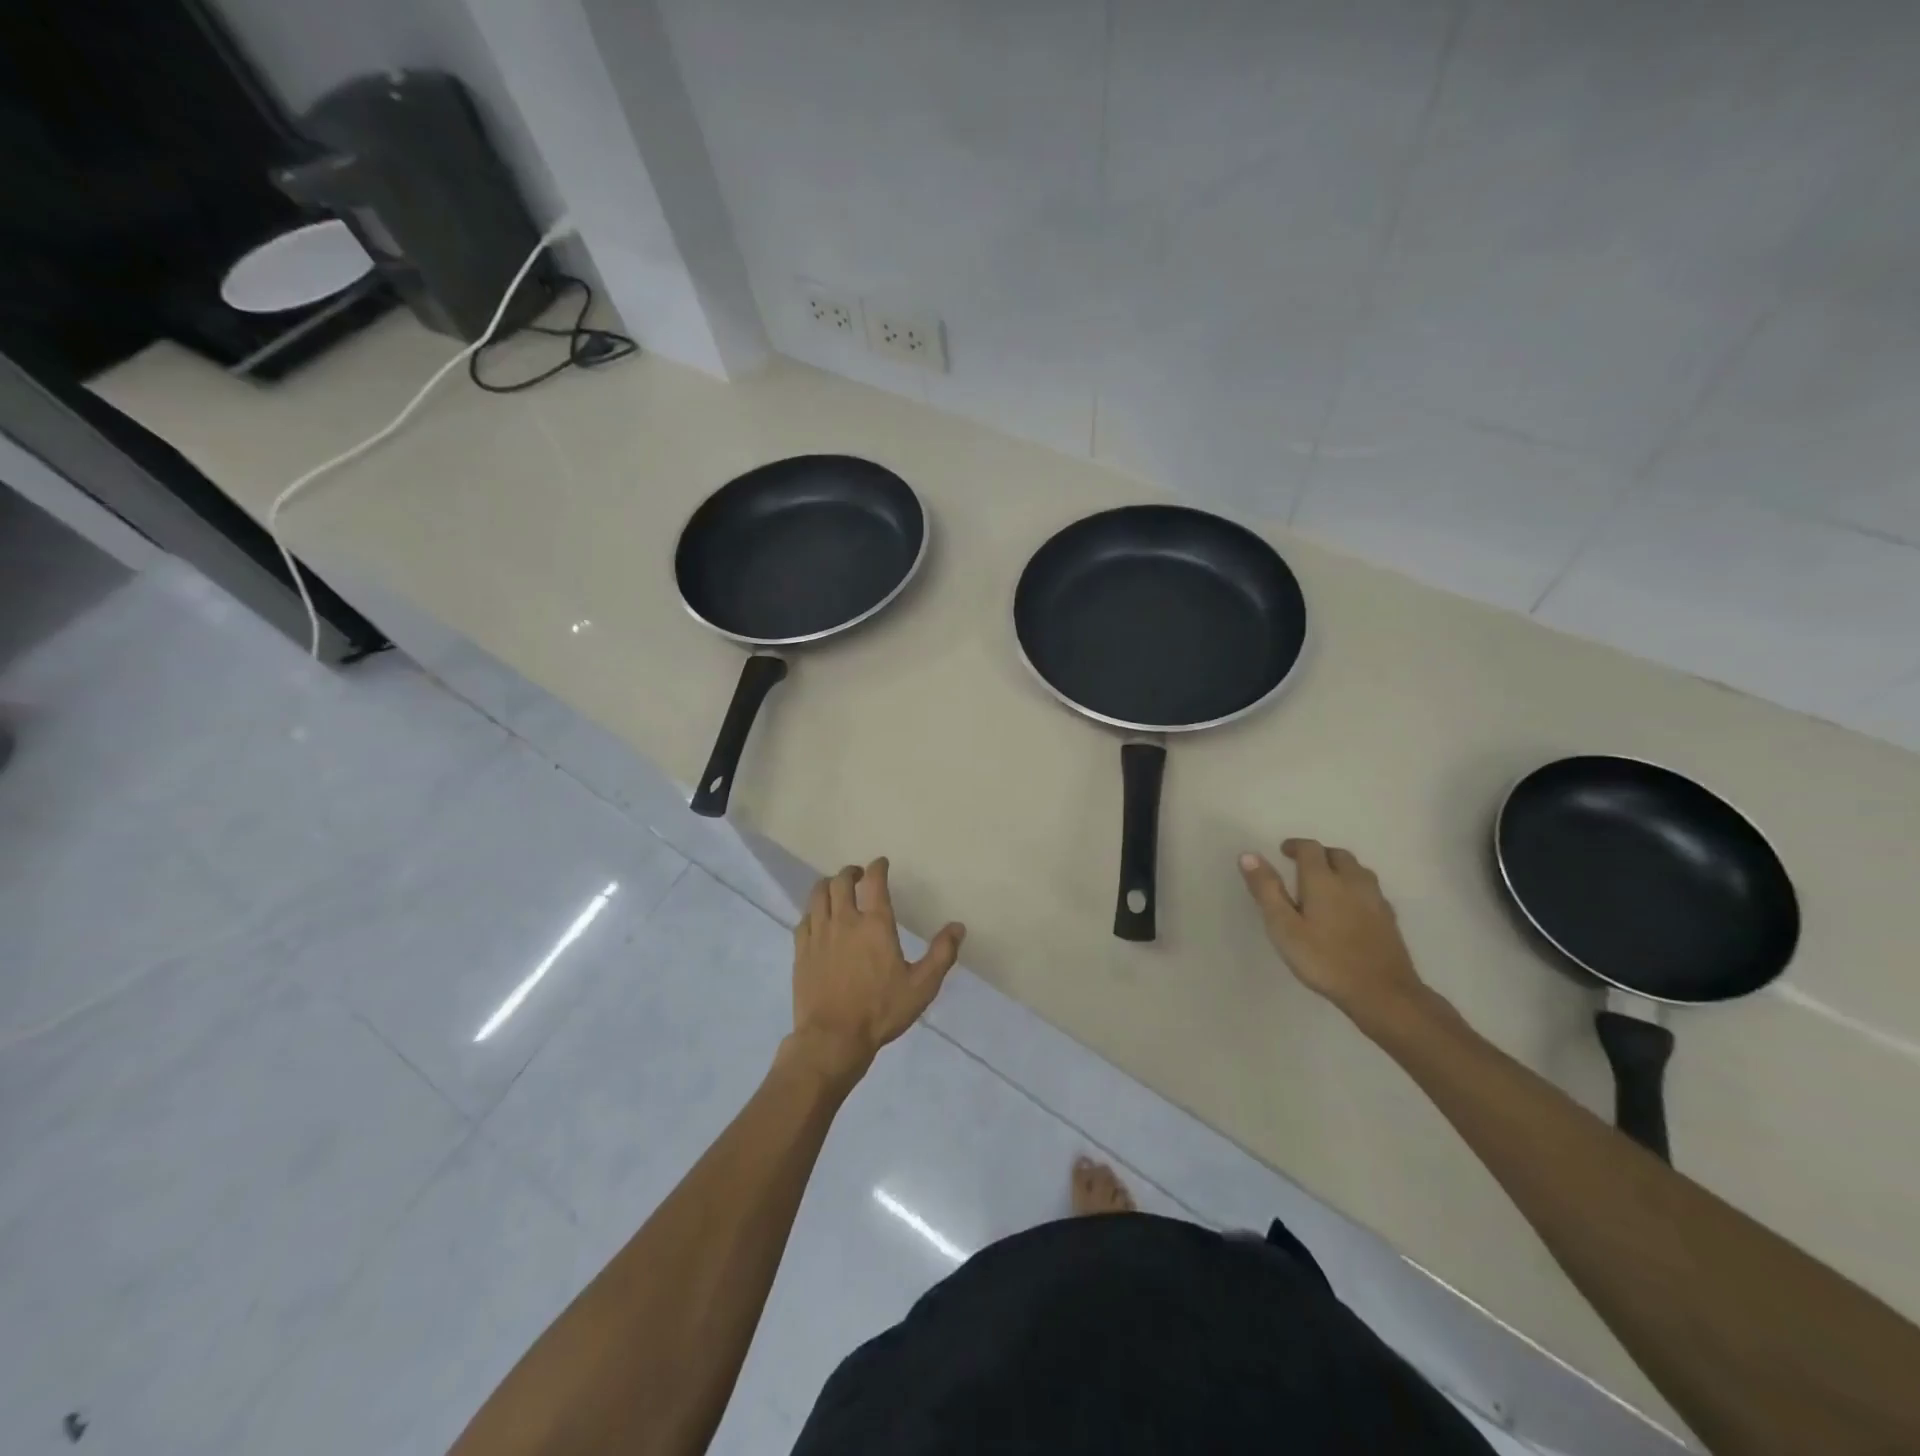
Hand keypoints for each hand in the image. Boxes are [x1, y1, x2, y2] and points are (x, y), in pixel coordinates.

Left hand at [785, 858, 964, 1084]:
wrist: (833, 1038)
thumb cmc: (881, 1011)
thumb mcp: (922, 986)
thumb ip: (941, 954)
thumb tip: (958, 927)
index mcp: (875, 924)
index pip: (874, 882)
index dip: (878, 867)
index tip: (881, 863)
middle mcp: (844, 921)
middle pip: (841, 881)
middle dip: (851, 873)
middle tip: (858, 876)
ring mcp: (819, 934)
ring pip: (818, 895)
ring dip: (828, 885)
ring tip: (836, 889)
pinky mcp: (801, 951)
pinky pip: (804, 919)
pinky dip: (813, 911)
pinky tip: (817, 918)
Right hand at [1239, 839, 1428, 1026]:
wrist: (1382, 993)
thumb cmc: (1324, 959)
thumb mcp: (1283, 927)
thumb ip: (1266, 890)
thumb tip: (1248, 855)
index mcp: (1324, 880)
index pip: (1310, 849)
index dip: (1295, 846)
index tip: (1283, 851)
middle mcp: (1352, 882)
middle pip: (1338, 855)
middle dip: (1319, 855)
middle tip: (1303, 866)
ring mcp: (1375, 900)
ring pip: (1358, 871)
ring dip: (1340, 868)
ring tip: (1327, 882)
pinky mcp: (1390, 919)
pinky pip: (1371, 891)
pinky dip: (1356, 888)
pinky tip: (1351, 907)